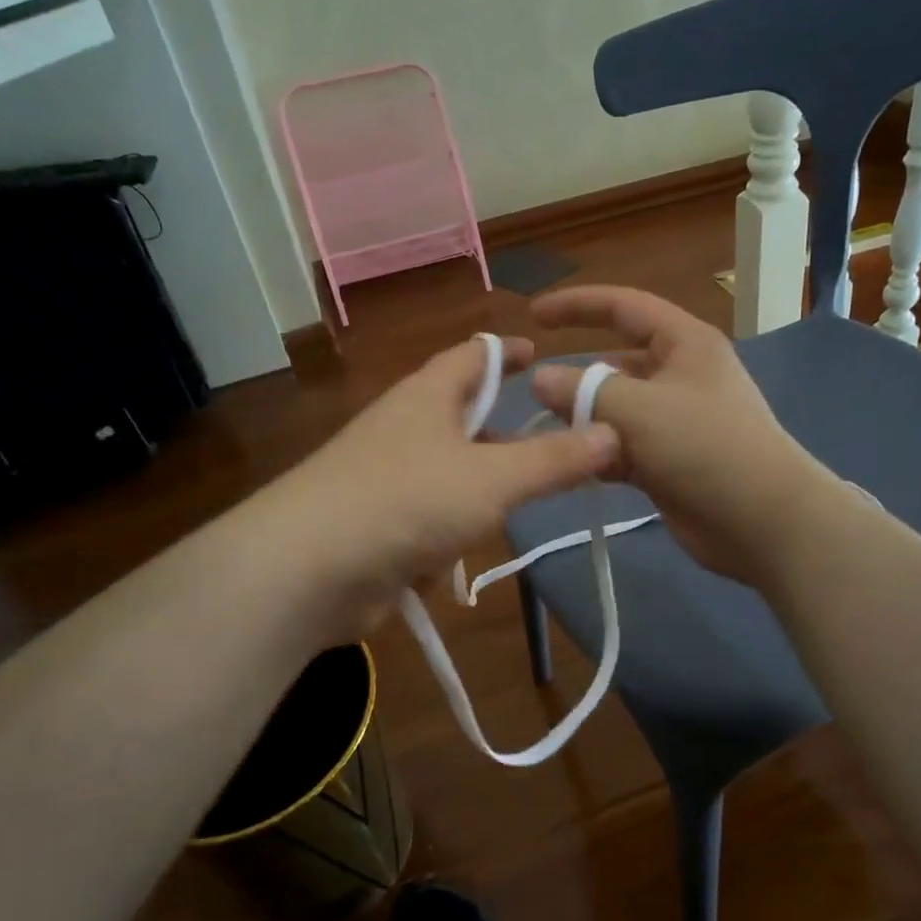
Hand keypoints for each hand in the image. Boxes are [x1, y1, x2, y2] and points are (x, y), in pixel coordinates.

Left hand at [260, 335, 619, 640]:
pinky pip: (425, 519)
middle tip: (551, 443)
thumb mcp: (493, 479)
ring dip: (478, 489)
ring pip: (446, 472)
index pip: (473, 354)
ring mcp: (384, 477)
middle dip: (503, 429)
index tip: (541, 354)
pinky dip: (446, 536)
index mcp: (427, 396)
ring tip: (518, 505)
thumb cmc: (408, 501)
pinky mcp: (374, 524)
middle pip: (462, 415)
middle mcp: (403, 427)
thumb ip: (554, 459)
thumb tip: (612, 432)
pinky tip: (460, 563)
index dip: (508, 351)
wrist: (308, 569)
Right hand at [530, 287, 844, 585]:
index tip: (533, 314)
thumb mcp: (639, 409)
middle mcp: (679, 375)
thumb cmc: (705, 447)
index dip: (577, 305)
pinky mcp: (668, 461)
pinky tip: (575, 466)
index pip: (623, 307)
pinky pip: (622, 446)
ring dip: (585, 421)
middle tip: (534, 397)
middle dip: (577, 378)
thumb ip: (584, 391)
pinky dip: (600, 453)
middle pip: (615, 363)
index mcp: (683, 343)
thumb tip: (539, 379)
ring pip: (615, 409)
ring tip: (549, 436)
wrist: (762, 521)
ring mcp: (674, 421)